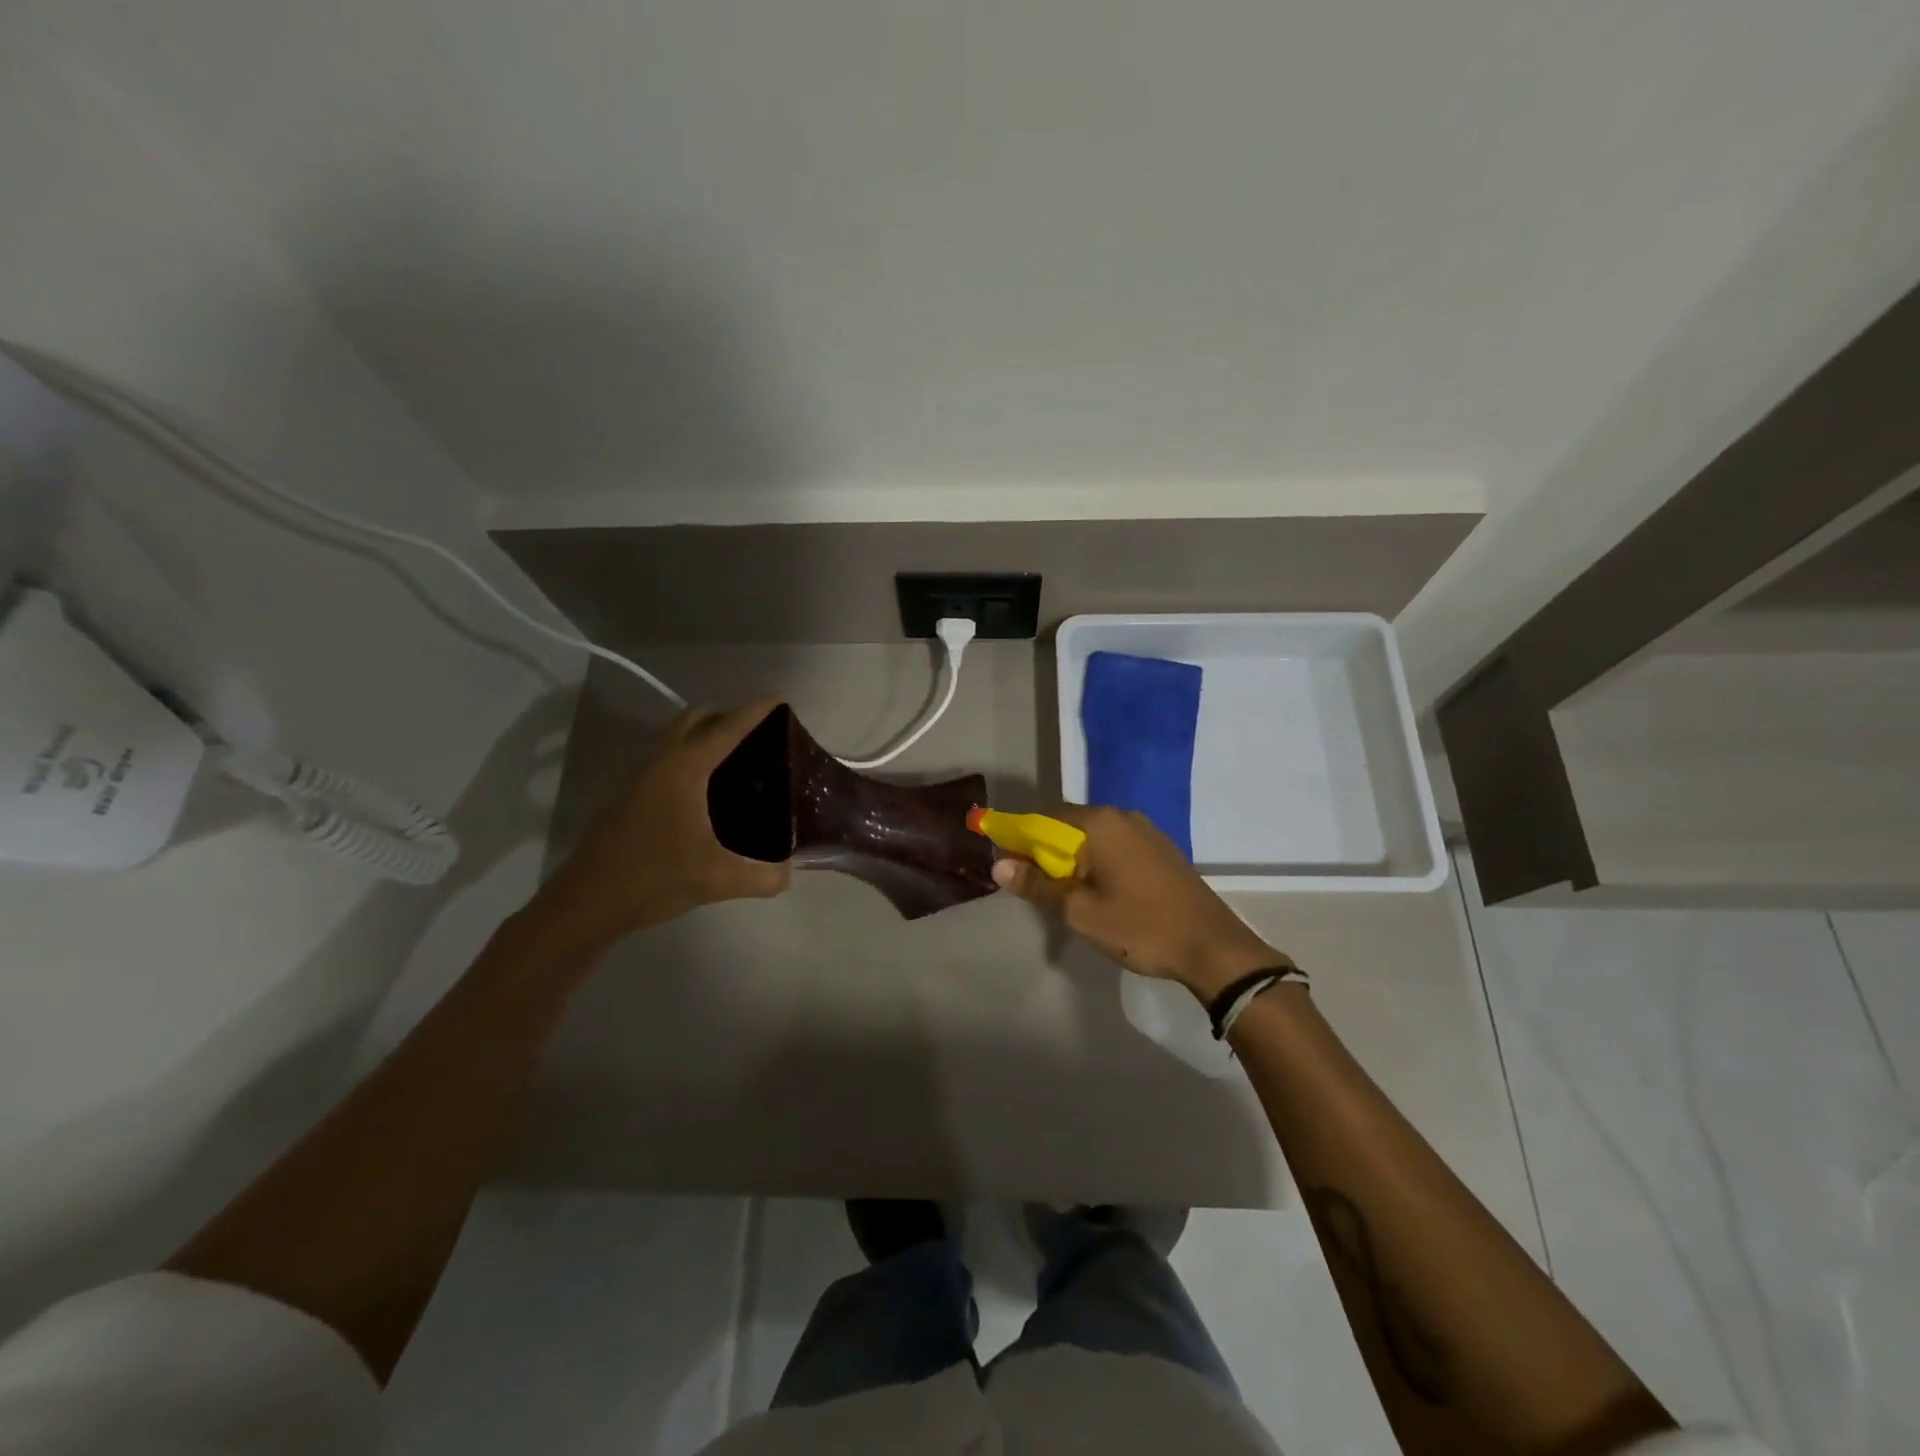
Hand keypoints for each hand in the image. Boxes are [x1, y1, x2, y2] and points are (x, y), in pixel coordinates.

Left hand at [538, 697, 791, 946]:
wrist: (587, 902)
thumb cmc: (654, 877)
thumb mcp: (717, 880)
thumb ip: (763, 876)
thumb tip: (788, 873)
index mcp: (686, 768)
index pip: (727, 727)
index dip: (756, 711)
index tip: (780, 699)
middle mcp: (663, 762)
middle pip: (697, 718)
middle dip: (729, 716)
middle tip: (761, 735)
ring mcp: (643, 777)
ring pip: (679, 737)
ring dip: (708, 735)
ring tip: (741, 759)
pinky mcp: (633, 796)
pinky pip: (670, 758)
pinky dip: (694, 757)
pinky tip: (710, 791)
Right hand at [992, 805, 1287, 1000]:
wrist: (1213, 947)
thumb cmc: (1140, 927)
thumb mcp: (1080, 912)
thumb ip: (1038, 885)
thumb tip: (998, 865)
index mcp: (1098, 823)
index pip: (1042, 818)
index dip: (1019, 840)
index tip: (1007, 866)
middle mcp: (1121, 816)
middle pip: (1067, 824)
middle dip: (1045, 851)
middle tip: (1037, 889)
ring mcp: (1145, 830)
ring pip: (1092, 836)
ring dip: (1072, 858)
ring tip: (1067, 895)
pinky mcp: (1160, 848)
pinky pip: (1114, 845)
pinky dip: (1097, 861)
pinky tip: (1099, 891)